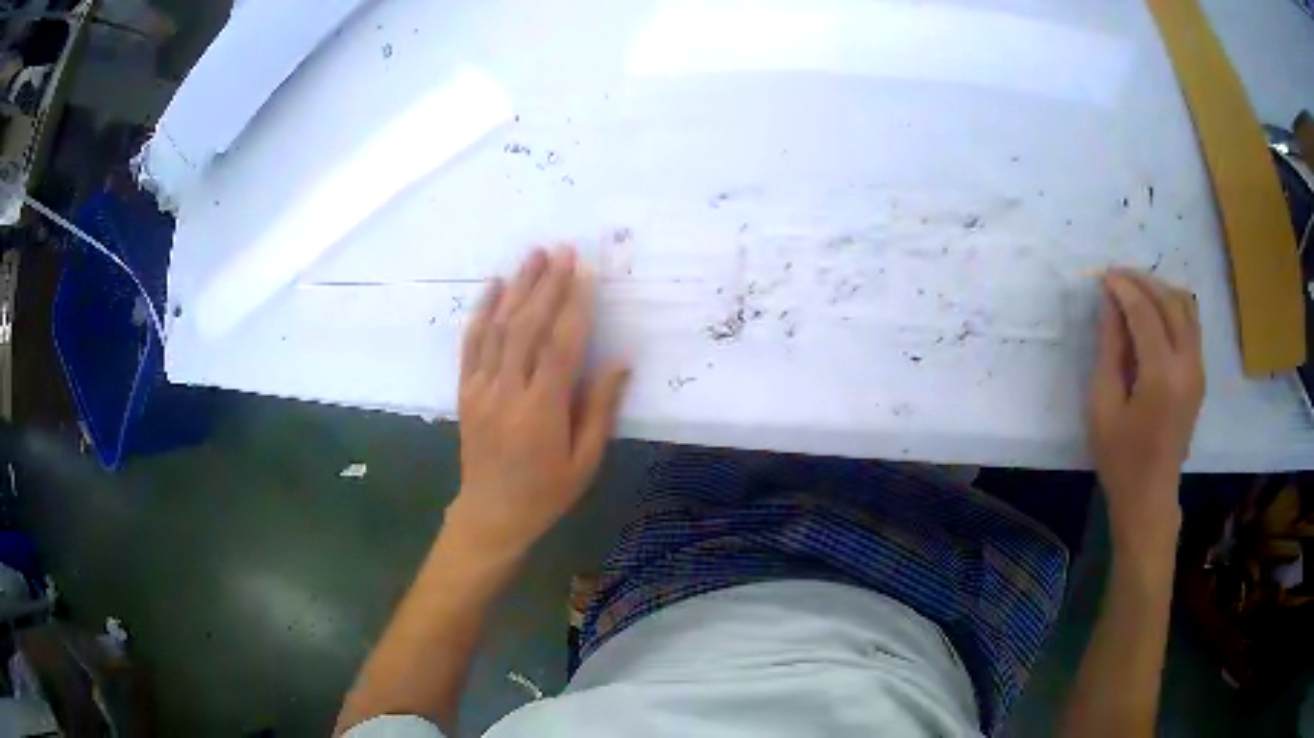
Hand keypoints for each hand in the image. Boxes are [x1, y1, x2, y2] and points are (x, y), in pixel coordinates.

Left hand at [449, 247, 629, 557]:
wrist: (490, 513)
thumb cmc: (546, 492)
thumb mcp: (584, 461)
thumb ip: (600, 409)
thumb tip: (619, 360)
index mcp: (541, 411)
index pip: (560, 346)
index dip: (574, 306)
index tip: (585, 272)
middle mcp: (507, 392)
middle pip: (526, 327)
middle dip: (546, 285)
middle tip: (562, 250)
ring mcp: (481, 388)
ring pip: (498, 328)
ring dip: (517, 287)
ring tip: (534, 255)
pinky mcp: (465, 390)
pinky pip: (472, 343)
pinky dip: (482, 311)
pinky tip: (494, 285)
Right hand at [1088, 269, 1204, 556]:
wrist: (1150, 497)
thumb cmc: (1120, 459)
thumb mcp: (1103, 406)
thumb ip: (1110, 350)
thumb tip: (1111, 305)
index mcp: (1162, 376)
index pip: (1145, 313)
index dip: (1124, 288)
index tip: (1103, 276)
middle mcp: (1187, 365)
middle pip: (1170, 302)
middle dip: (1143, 281)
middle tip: (1118, 277)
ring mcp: (1198, 369)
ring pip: (1186, 307)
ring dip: (1161, 291)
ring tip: (1136, 290)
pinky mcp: (1199, 375)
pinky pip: (1191, 325)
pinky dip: (1173, 307)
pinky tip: (1154, 313)